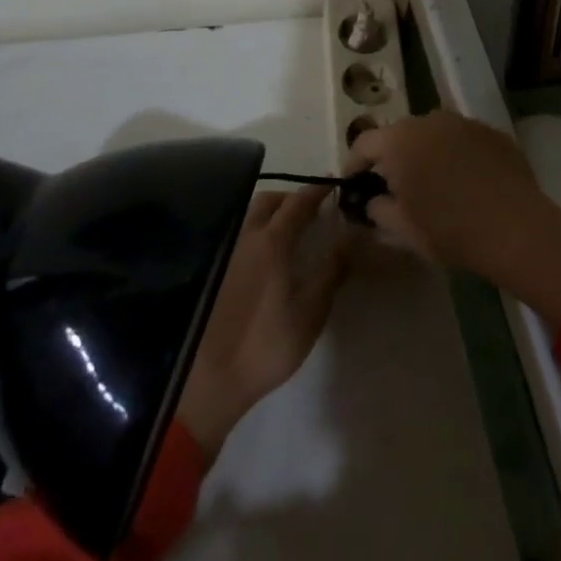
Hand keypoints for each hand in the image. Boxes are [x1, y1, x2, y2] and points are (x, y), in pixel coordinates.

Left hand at [176, 187, 350, 460]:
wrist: (212, 376)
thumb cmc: (268, 344)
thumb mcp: (311, 311)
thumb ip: (331, 270)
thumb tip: (348, 237)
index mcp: (273, 242)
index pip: (298, 202)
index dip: (317, 191)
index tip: (333, 185)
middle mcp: (247, 236)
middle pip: (269, 200)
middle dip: (291, 197)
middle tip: (311, 208)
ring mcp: (227, 251)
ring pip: (250, 214)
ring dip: (271, 211)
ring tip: (289, 228)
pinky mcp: (215, 268)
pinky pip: (240, 233)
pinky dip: (256, 228)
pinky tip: (265, 251)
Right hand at [346, 112, 560, 327]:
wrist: (517, 229)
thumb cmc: (450, 230)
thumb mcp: (402, 229)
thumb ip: (378, 208)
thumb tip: (374, 200)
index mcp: (399, 140)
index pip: (363, 143)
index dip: (354, 164)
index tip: (355, 185)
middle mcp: (428, 120)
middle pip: (398, 135)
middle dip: (392, 158)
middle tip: (395, 188)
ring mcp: (463, 122)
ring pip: (432, 134)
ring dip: (425, 154)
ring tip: (433, 185)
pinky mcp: (491, 132)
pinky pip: (461, 140)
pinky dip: (456, 155)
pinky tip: (467, 183)